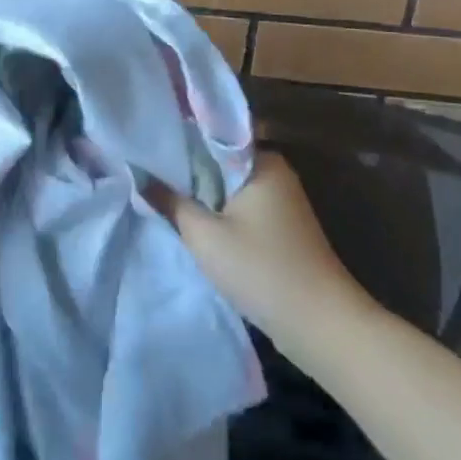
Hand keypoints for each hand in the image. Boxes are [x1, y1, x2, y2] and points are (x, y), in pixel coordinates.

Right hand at [150, 151, 364, 357]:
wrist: (320, 324)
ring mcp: (281, 201)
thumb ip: (170, 202)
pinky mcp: (281, 228)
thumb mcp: (205, 236)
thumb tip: (140, 176)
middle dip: (187, 171)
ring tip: (160, 196)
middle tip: (145, 173)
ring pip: (228, 188)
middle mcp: (275, 172)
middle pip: (219, 162)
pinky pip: (240, 209)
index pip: (212, 135)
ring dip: (202, 195)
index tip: (146, 146)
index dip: (178, 140)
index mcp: (262, 160)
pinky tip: (192, 223)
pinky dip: (219, 214)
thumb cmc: (261, 269)